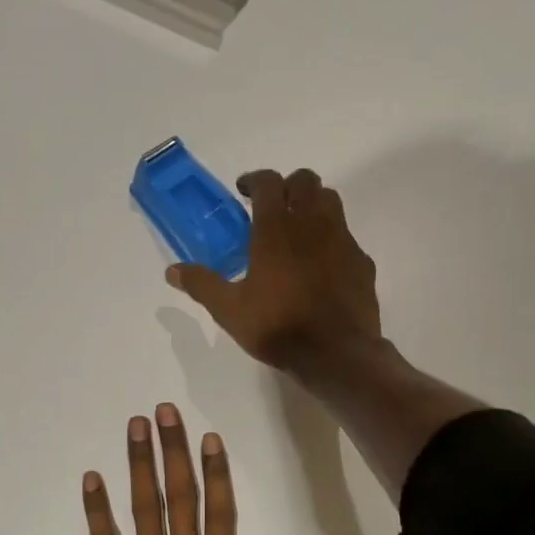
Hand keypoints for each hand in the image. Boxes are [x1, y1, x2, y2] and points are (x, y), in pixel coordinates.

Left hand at [81, 403, 326, 534]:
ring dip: (141, 466)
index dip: (218, 476)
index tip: (210, 437)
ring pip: (145, 508)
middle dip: (175, 453)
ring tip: (136, 426)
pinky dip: (97, 511)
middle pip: (180, 498)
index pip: (221, 517)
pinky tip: (90, 477)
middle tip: (165, 410)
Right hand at [165, 168, 381, 373]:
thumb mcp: (230, 310)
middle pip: (306, 181)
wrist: (336, 353)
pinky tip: (322, 265)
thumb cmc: (278, 327)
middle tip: (273, 207)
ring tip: (298, 230)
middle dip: (287, 186)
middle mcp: (312, 224)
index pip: (268, 182)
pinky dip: (332, 239)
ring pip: (331, 202)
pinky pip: (347, 237)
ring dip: (313, 205)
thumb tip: (172, 271)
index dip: (254, 180)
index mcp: (277, 229)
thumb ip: (202, 285)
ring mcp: (343, 241)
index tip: (244, 192)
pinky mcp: (362, 262)